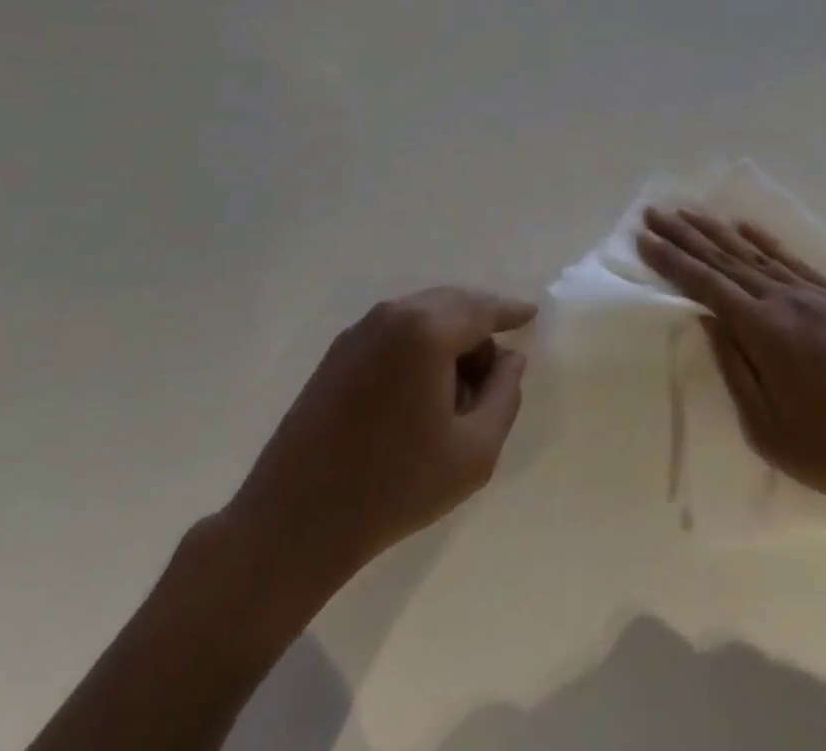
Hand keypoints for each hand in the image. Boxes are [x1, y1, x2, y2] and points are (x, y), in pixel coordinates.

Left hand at [226, 287, 536, 590]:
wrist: (294, 522)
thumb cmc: (394, 487)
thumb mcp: (474, 452)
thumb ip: (505, 395)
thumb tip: (509, 359)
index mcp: (427, 331)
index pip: (483, 309)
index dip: (511, 312)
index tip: (531, 314)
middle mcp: (393, 315)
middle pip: (453, 304)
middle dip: (480, 326)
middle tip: (496, 368)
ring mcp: (360, 331)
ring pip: (423, 315)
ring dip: (449, 336)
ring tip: (459, 386)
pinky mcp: (338, 353)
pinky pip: (395, 331)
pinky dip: (419, 344)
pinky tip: (422, 388)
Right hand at [638, 208, 825, 520]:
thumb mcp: (770, 429)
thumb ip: (736, 368)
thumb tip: (711, 321)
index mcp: (765, 331)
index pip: (706, 285)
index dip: (672, 261)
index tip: (644, 238)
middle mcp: (787, 299)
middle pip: (727, 259)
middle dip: (687, 236)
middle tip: (655, 213)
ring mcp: (818, 294)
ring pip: (758, 254)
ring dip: (719, 232)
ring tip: (691, 213)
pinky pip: (795, 260)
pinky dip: (767, 241)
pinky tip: (748, 229)